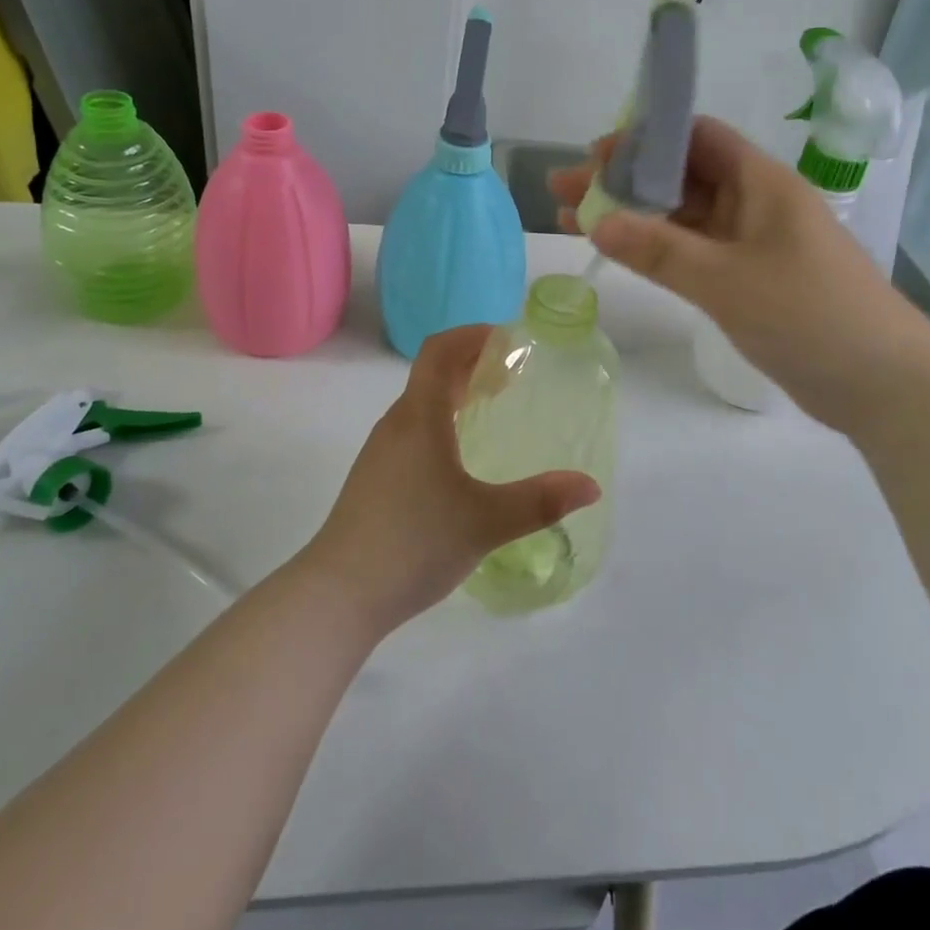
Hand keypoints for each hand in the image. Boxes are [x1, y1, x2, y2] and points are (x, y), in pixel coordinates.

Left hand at [304, 324, 601, 631]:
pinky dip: (442, 422)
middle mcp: (396, 425)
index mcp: (419, 418)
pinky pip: (413, 430)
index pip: (440, 351)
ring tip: (491, 408)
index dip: (472, 335)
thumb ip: (540, 502)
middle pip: (432, 373)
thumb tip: (590, 486)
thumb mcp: (485, 522)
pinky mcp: (375, 478)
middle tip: (513, 374)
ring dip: (456, 393)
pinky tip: (461, 458)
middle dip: (472, 363)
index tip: (509, 341)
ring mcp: (381, 452)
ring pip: (421, 404)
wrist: (339, 594)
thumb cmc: (413, 543)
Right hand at [549, 117, 929, 432]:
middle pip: (680, 177)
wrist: (883, 384)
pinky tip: (619, 252)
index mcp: (761, 182)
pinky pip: (692, 252)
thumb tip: (596, 221)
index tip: (595, 155)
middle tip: (564, 189)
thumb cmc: (811, 314)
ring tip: (571, 219)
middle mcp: (754, 204)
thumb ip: (660, 250)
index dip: (645, 139)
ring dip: (632, 216)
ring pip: (682, 217)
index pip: (696, 137)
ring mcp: (751, 244)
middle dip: (623, 180)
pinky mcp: (748, 280)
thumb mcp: (727, 280)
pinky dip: (655, 249)